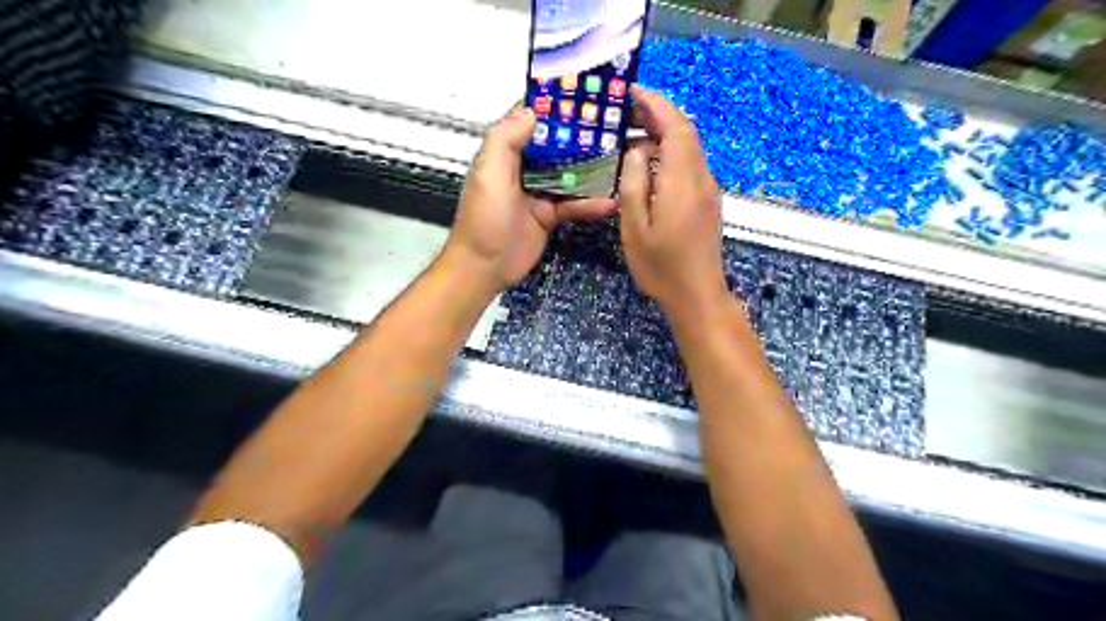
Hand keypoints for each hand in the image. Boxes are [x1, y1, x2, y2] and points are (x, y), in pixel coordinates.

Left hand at [444, 104, 617, 290]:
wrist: (485, 267)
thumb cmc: (483, 219)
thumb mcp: (489, 174)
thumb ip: (506, 140)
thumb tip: (532, 111)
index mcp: (505, 153)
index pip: (530, 121)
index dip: (552, 107)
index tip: (581, 94)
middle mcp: (523, 168)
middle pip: (555, 145)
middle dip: (579, 135)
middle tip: (611, 124)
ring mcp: (538, 192)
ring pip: (568, 174)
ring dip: (591, 168)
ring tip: (619, 158)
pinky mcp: (549, 214)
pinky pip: (573, 204)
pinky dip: (590, 203)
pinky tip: (610, 201)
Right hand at [618, 87, 733, 321]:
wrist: (697, 294)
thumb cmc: (661, 266)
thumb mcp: (635, 228)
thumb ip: (634, 185)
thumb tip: (636, 151)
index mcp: (682, 182)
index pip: (676, 127)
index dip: (657, 104)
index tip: (633, 91)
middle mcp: (701, 179)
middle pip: (686, 133)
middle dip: (659, 114)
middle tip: (627, 110)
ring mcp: (708, 190)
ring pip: (690, 148)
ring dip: (665, 133)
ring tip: (633, 133)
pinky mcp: (707, 201)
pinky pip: (690, 165)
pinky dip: (671, 152)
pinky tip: (650, 163)